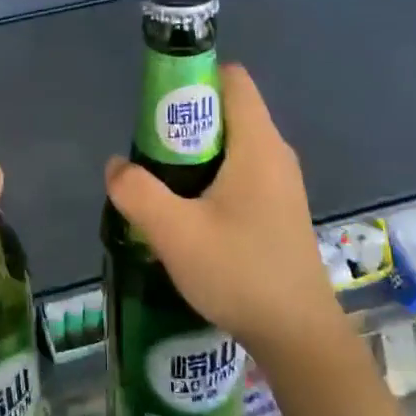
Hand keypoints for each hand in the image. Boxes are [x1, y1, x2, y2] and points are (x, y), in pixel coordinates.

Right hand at [104, 63, 339, 360]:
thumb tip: (116, 166)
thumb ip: (138, 193)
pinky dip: (211, 178)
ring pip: (232, 145)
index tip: (157, 108)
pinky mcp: (278, 209)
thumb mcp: (175, 234)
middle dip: (183, 123)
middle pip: (227, 111)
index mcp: (258, 145)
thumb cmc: (240, 273)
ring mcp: (280, 183)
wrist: (298, 335)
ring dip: (194, 155)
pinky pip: (240, 172)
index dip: (193, 79)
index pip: (232, 79)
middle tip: (151, 156)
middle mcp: (275, 154)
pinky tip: (189, 216)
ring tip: (163, 188)